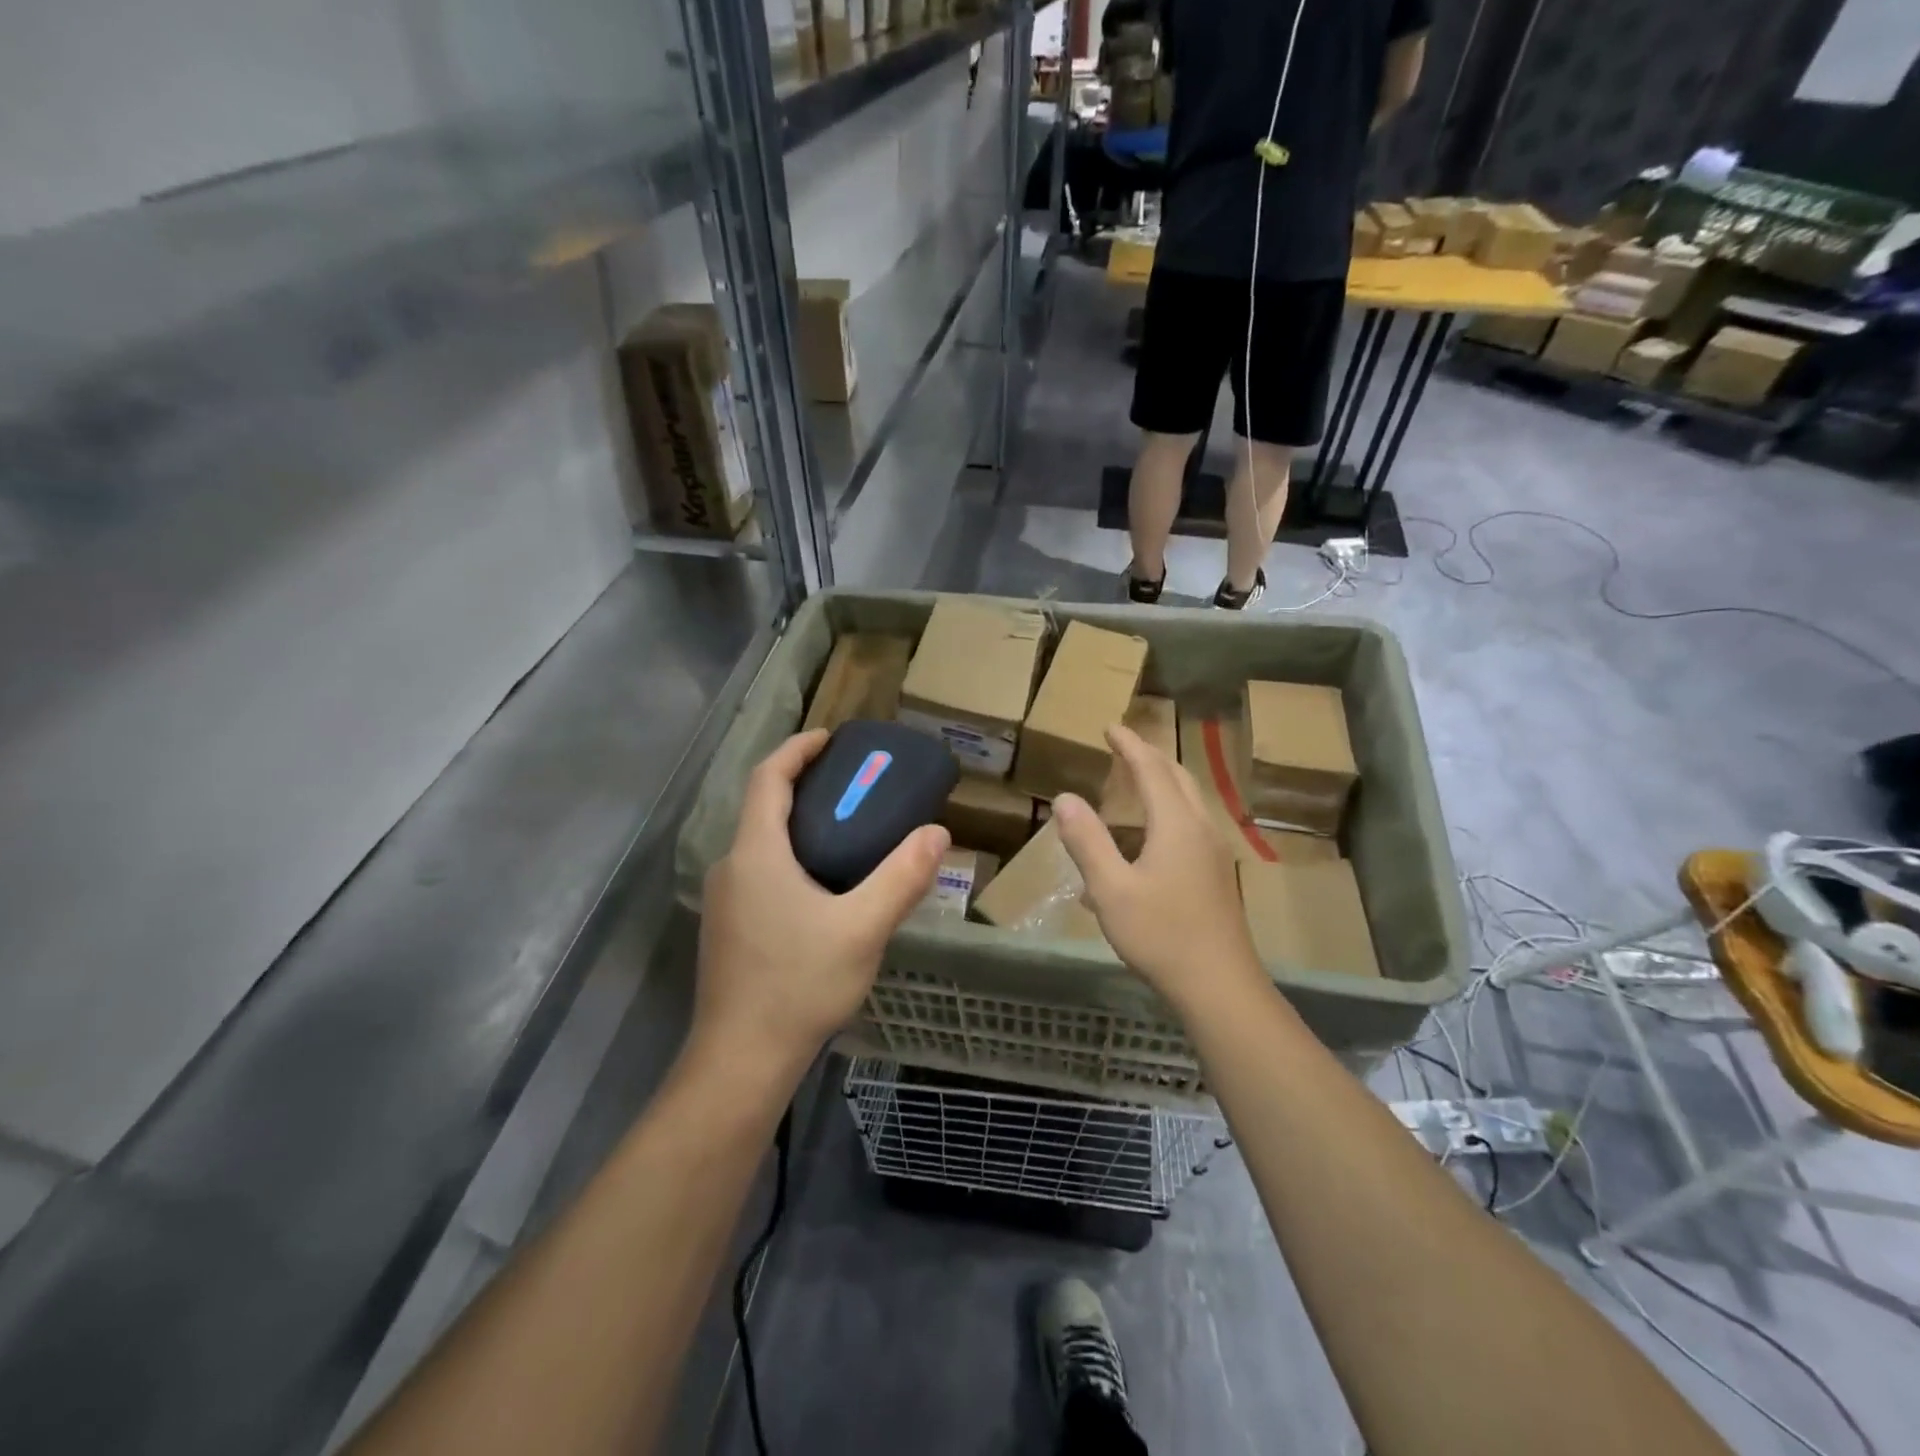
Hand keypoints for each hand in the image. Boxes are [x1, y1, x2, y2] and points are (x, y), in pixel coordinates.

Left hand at [693, 731, 948, 1078]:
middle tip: (852, 784)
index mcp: (756, 853)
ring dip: (797, 824)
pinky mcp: (728, 929)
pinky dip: (789, 856)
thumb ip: (901, 878)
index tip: (831, 738)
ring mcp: (725, 901)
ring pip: (760, 843)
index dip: (797, 750)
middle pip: (763, 808)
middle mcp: (732, 868)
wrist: (741, 1060)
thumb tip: (937, 833)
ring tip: (846, 830)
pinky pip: (759, 872)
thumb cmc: (798, 985)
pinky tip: (823, 886)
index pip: (769, 778)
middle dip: (803, 785)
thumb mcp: (862, 928)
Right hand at [1052, 725, 1266, 1018]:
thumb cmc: (1161, 934)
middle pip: (1177, 778)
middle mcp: (1200, 829)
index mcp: (1177, 824)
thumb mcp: (1111, 889)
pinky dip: (1165, 815)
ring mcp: (1213, 853)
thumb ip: (1087, 841)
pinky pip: (1188, 827)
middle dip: (1149, 758)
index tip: (1110, 727)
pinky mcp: (1215, 875)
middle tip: (1123, 747)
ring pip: (1187, 803)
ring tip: (1132, 785)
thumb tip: (1065, 798)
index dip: (1129, 745)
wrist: (1219, 985)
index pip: (1151, 768)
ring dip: (1160, 785)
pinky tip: (1141, 846)